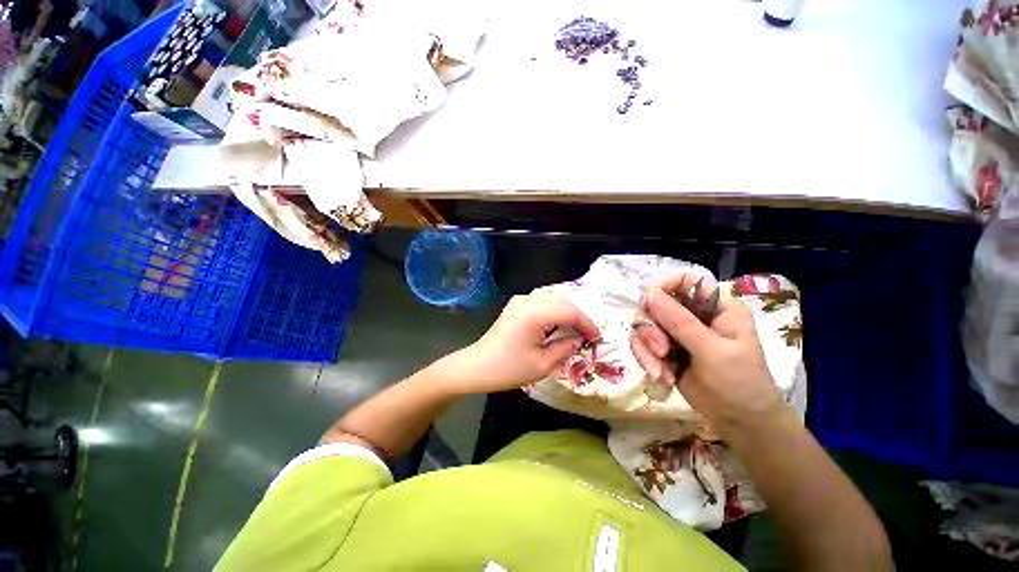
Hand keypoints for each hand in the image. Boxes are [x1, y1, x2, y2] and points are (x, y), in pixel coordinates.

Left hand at [438, 291, 598, 393]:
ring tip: (575, 329)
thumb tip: (580, 338)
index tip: (597, 338)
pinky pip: (542, 300)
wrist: (477, 366)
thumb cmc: (509, 368)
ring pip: (553, 297)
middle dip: (579, 316)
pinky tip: (557, 323)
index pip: (570, 311)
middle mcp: (528, 300)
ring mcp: (520, 300)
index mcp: (535, 313)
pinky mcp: (516, 304)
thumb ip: (566, 347)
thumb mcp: (543, 364)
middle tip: (588, 335)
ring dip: (567, 311)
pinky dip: (554, 309)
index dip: (587, 323)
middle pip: (563, 300)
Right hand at [630, 272, 783, 434]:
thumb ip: (680, 322)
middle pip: (656, 304)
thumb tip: (649, 293)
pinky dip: (647, 359)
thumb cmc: (739, 383)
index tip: (650, 304)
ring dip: (647, 348)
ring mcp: (677, 332)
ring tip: (660, 371)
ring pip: (645, 325)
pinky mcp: (666, 349)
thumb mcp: (712, 351)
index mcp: (716, 306)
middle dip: (652, 329)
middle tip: (660, 351)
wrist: (739, 421)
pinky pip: (644, 344)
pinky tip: (661, 377)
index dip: (664, 286)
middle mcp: (694, 314)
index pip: (685, 280)